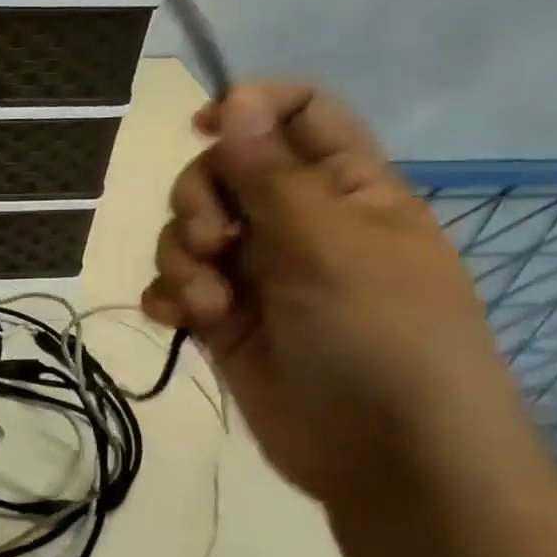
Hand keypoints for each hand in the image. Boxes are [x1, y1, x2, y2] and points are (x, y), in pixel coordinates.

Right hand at [142, 81, 531, 509]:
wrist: (387, 458)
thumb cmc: (381, 338)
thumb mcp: (329, 246)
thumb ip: (271, 174)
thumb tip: (234, 97)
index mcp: (343, 188)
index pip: (296, 114)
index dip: (250, 108)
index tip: (204, 127)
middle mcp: (296, 222)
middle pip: (220, 172)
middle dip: (199, 201)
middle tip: (216, 242)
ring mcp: (256, 274)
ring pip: (187, 232)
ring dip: (183, 260)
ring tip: (210, 305)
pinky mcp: (223, 321)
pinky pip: (175, 287)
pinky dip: (169, 298)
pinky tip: (181, 322)